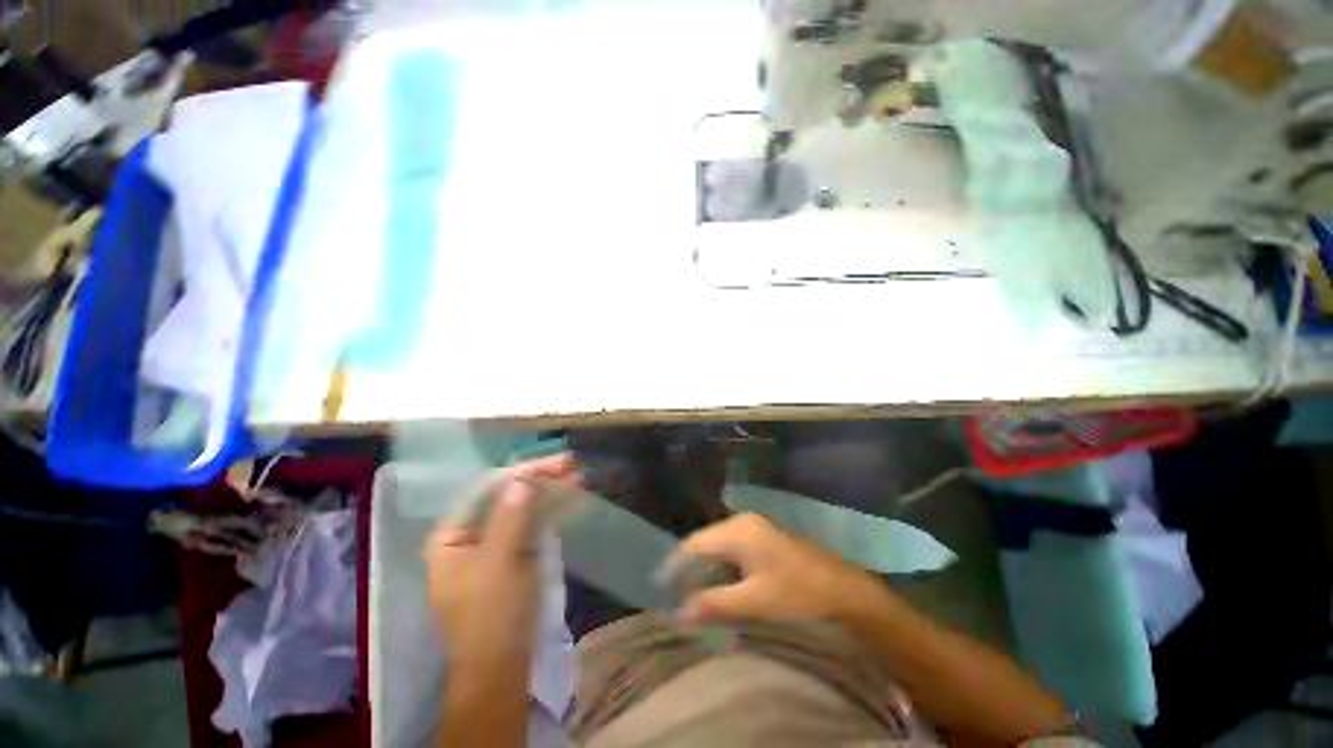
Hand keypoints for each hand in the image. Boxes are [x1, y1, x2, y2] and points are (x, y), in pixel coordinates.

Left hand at [422, 454, 580, 667]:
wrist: (501, 669)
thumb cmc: (492, 616)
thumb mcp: (500, 563)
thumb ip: (510, 518)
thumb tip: (523, 479)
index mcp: (451, 536)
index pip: (487, 490)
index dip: (522, 472)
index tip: (554, 462)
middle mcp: (469, 536)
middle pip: (506, 497)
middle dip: (539, 479)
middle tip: (572, 464)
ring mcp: (492, 546)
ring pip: (522, 509)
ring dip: (549, 492)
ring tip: (577, 475)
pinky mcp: (512, 556)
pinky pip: (530, 525)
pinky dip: (549, 511)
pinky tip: (569, 498)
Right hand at [672, 512, 891, 624]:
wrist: (843, 589)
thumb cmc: (796, 593)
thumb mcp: (753, 601)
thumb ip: (714, 603)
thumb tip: (680, 611)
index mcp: (738, 531)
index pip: (695, 544)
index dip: (676, 564)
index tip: (660, 585)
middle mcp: (743, 521)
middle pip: (706, 541)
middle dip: (690, 566)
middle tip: (677, 593)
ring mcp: (756, 526)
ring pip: (719, 544)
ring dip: (707, 566)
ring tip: (694, 591)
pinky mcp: (765, 536)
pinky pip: (733, 546)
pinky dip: (722, 564)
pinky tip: (721, 583)